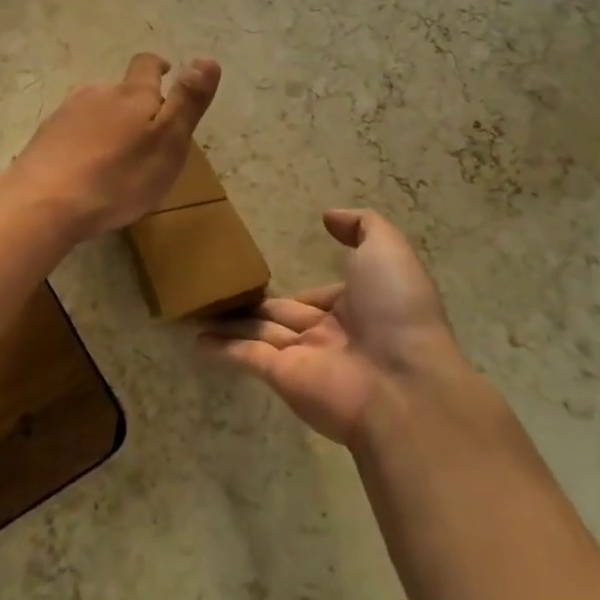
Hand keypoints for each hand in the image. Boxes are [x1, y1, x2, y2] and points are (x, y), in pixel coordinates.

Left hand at [9, 53, 220, 239]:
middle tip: (145, 137)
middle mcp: (96, 94)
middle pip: (118, 91)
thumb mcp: (168, 142)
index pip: (146, 65)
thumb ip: (187, 101)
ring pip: (92, 111)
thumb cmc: (119, 177)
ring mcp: (64, 115)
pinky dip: (81, 145)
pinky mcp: (43, 139)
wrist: (44, 202)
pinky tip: (83, 171)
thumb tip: (207, 59)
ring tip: (114, 157)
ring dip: (106, 126)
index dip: (157, 67)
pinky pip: (70, 134)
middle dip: (133, 106)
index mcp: (132, 95)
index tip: (166, 72)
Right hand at [199, 209, 467, 446]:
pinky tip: (197, 340)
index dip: (304, 290)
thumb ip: (361, 226)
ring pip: (260, 334)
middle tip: (224, 293)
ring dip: (232, 325)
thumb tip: (328, 217)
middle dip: (258, 307)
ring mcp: (304, 358)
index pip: (321, 297)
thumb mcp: (387, 250)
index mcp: (358, 308)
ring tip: (199, 312)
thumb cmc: (396, 309)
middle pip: (285, 316)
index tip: (277, 281)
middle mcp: (330, 334)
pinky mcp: (281, 377)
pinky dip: (222, 349)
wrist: (402, 383)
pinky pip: (246, 357)